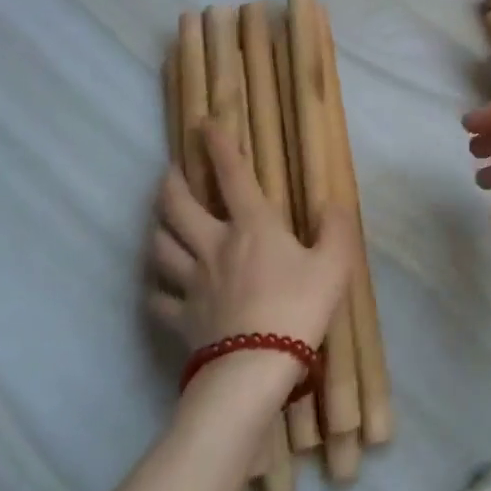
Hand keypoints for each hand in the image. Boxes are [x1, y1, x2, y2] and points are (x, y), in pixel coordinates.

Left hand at [149, 123, 356, 353]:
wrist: (255, 367)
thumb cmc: (299, 308)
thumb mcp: (334, 264)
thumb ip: (335, 229)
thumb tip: (332, 203)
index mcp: (252, 226)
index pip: (233, 175)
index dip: (218, 146)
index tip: (203, 123)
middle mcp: (214, 245)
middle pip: (179, 207)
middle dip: (171, 183)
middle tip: (170, 171)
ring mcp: (192, 282)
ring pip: (161, 246)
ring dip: (157, 228)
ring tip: (160, 221)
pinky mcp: (181, 318)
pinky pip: (158, 299)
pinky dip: (155, 288)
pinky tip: (158, 287)